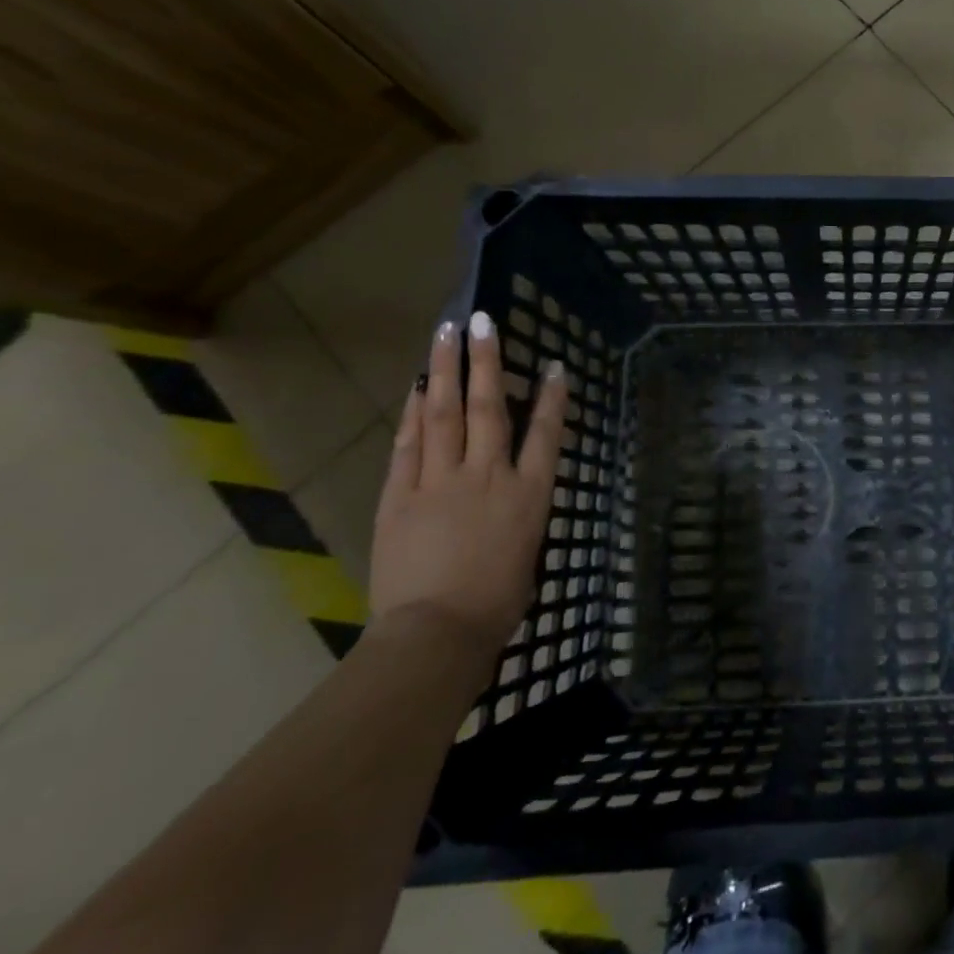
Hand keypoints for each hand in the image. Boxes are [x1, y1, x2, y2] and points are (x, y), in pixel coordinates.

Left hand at [369, 312, 567, 657]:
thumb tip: (506, 493)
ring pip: (446, 414)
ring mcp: (442, 481)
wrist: (437, 633)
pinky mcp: (401, 496)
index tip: (552, 364)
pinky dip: (413, 412)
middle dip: (488, 361)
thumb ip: (518, 511)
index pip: (545, 432)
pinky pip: (409, 444)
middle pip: (490, 407)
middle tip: (483, 321)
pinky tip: (417, 387)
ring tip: (446, 335)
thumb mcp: (527, 549)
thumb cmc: (496, 601)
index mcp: (529, 493)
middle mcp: (489, 475)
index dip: (552, 396)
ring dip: (447, 371)